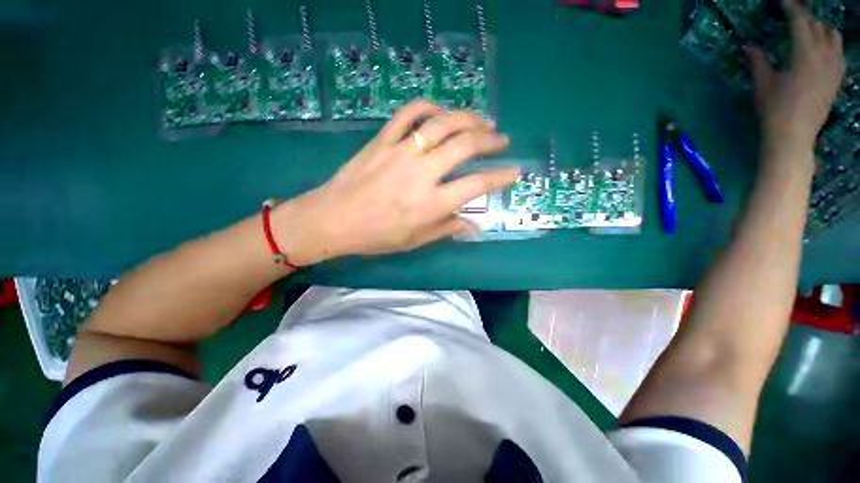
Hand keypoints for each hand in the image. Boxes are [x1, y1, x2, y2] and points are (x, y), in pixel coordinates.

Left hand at [274, 101, 516, 264]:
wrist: (333, 219)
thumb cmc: (375, 236)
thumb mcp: (414, 241)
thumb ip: (446, 229)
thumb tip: (474, 225)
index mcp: (430, 204)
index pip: (476, 186)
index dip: (500, 177)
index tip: (513, 171)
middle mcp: (421, 174)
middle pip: (465, 145)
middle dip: (490, 140)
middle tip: (501, 140)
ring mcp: (400, 152)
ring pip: (442, 123)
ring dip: (468, 118)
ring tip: (481, 121)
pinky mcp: (382, 140)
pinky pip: (408, 113)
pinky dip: (428, 106)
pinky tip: (440, 111)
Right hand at [746, 0, 844, 152]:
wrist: (794, 137)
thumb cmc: (774, 110)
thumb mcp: (762, 84)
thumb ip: (758, 62)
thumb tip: (748, 47)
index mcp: (804, 53)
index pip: (800, 20)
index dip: (791, 8)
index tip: (783, 2)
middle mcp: (823, 55)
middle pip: (818, 25)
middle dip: (806, 16)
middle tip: (794, 15)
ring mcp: (834, 67)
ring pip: (833, 35)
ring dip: (821, 28)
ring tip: (810, 29)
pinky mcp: (837, 79)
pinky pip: (839, 52)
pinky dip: (831, 44)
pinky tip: (823, 48)